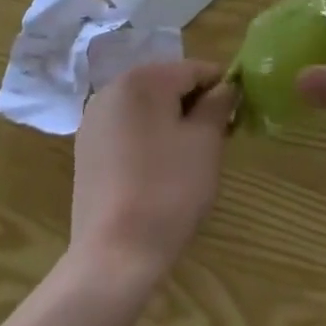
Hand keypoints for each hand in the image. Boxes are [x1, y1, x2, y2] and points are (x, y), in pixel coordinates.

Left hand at [71, 60, 233, 285]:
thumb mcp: (206, 143)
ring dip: (173, 120)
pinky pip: (128, 128)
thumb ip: (218, 104)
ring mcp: (95, 119)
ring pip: (147, 106)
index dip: (222, 87)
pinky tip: (161, 169)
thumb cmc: (167, 191)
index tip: (239, 113)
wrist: (113, 257)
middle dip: (196, 104)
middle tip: (219, 137)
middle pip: (168, 84)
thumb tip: (226, 87)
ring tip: (192, 156)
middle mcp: (112, 89)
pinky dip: (149, 137)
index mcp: (142, 79)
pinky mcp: (86, 149)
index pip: (194, 69)